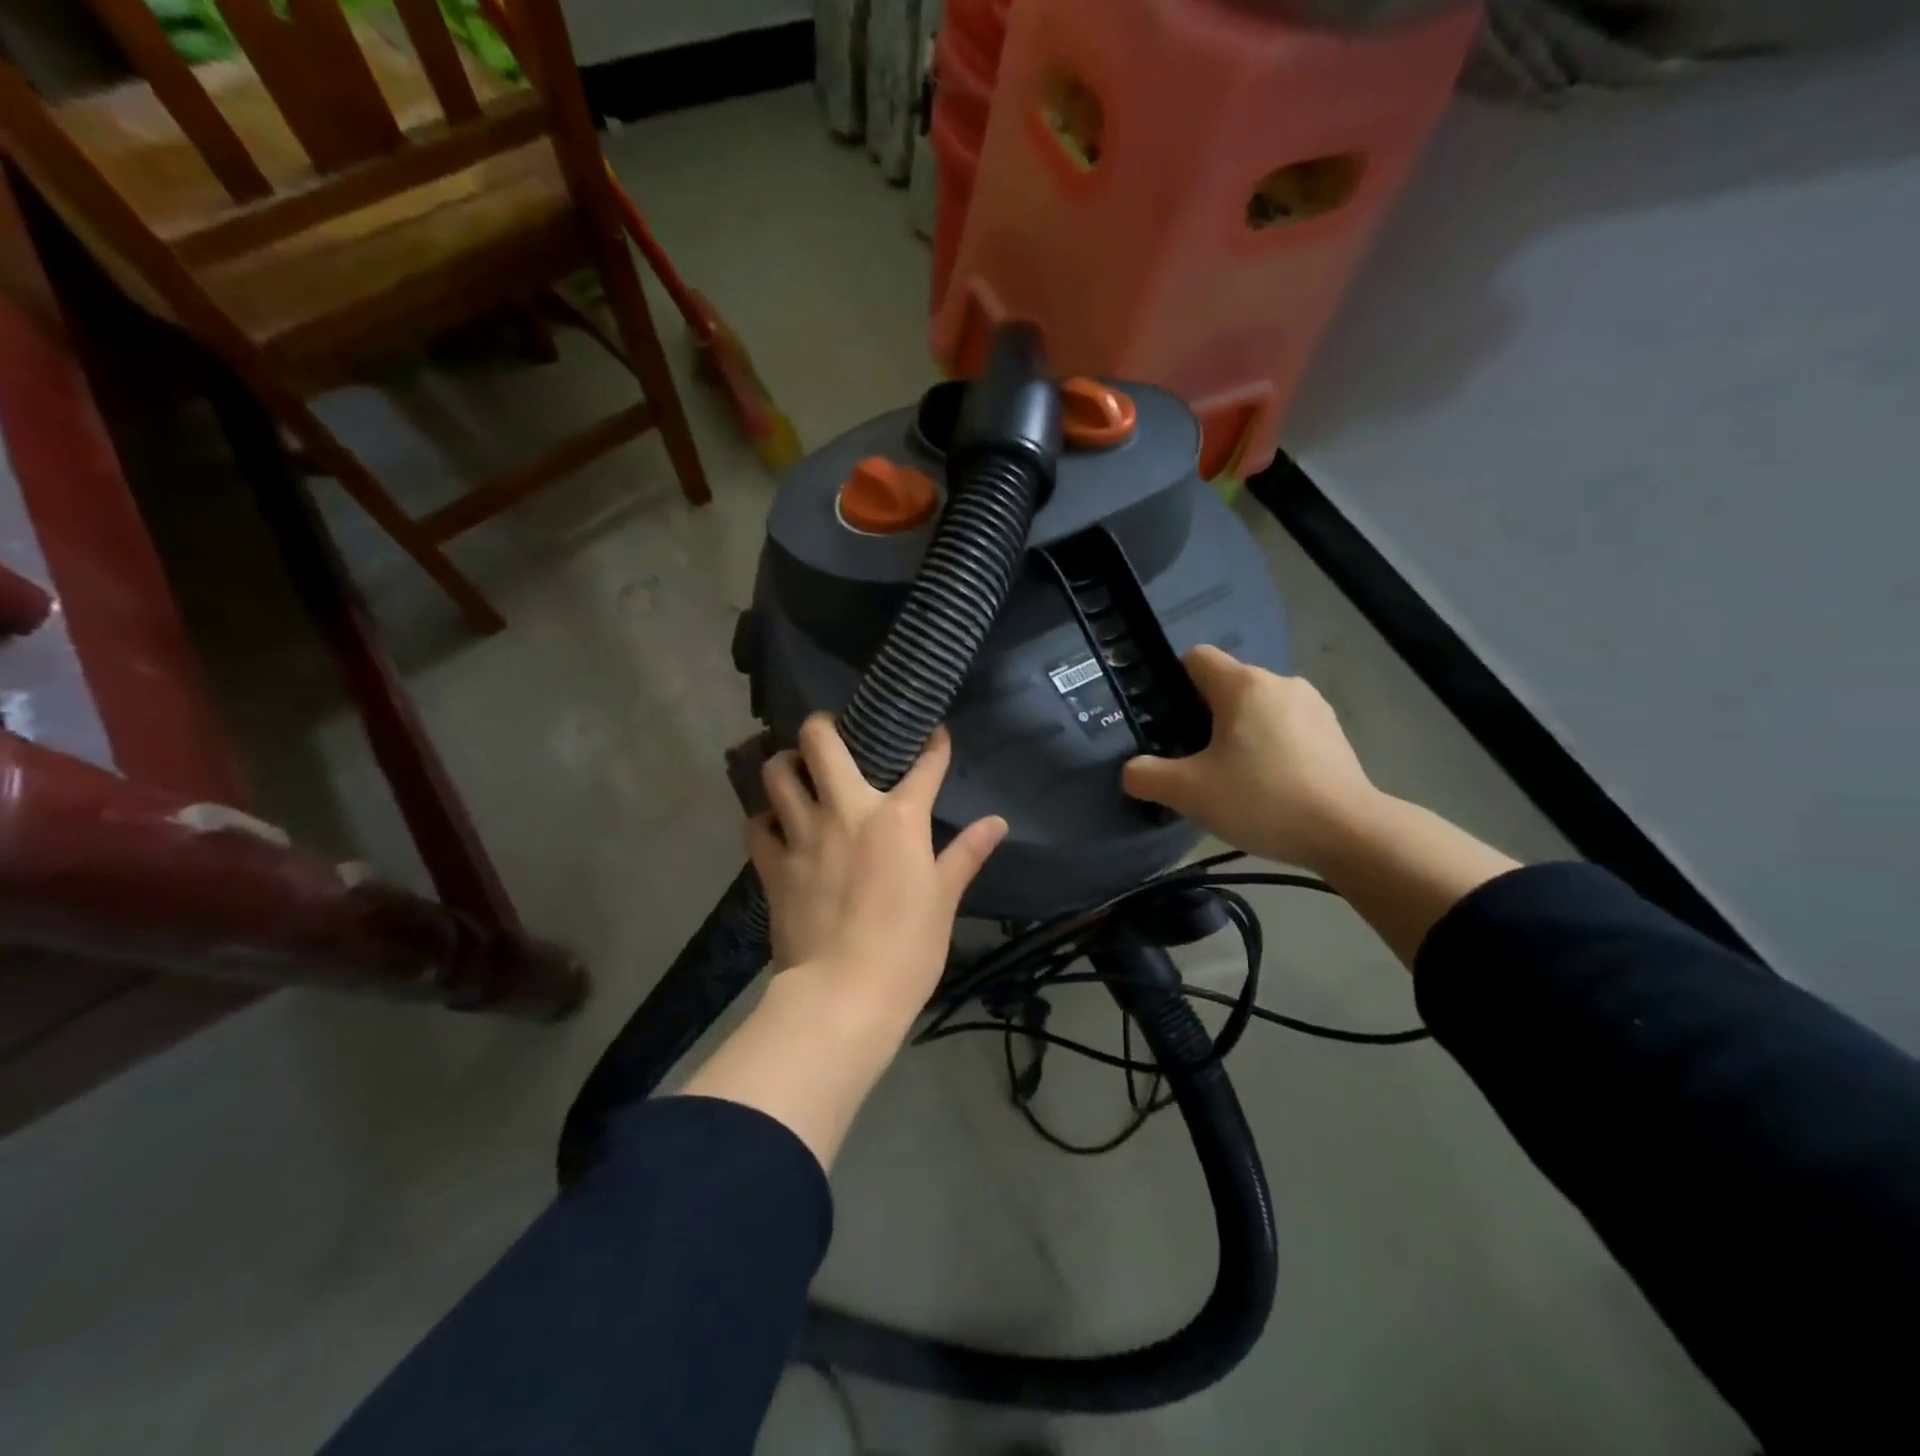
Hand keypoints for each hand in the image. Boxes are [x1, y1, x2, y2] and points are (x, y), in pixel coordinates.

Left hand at [747, 715, 1007, 1032]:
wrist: (842, 995)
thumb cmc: (907, 948)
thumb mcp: (944, 899)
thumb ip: (966, 854)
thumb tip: (998, 823)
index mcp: (897, 818)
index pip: (923, 766)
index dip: (933, 744)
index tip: (933, 733)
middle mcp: (845, 810)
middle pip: (820, 741)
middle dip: (823, 725)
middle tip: (831, 734)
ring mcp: (802, 835)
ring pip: (777, 773)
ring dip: (785, 765)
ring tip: (796, 772)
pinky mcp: (772, 865)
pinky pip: (756, 824)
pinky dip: (764, 818)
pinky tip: (776, 826)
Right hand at [1123, 645, 1380, 872]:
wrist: (1349, 832)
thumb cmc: (1262, 799)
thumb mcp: (1189, 792)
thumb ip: (1147, 776)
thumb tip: (1132, 771)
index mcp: (1243, 685)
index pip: (1196, 657)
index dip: (1172, 682)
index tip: (1166, 721)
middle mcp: (1280, 683)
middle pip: (1227, 685)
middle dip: (1204, 716)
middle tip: (1192, 761)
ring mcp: (1313, 706)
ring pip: (1258, 708)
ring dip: (1239, 733)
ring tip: (1232, 778)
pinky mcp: (1334, 734)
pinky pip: (1286, 728)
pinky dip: (1271, 747)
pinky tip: (1269, 787)